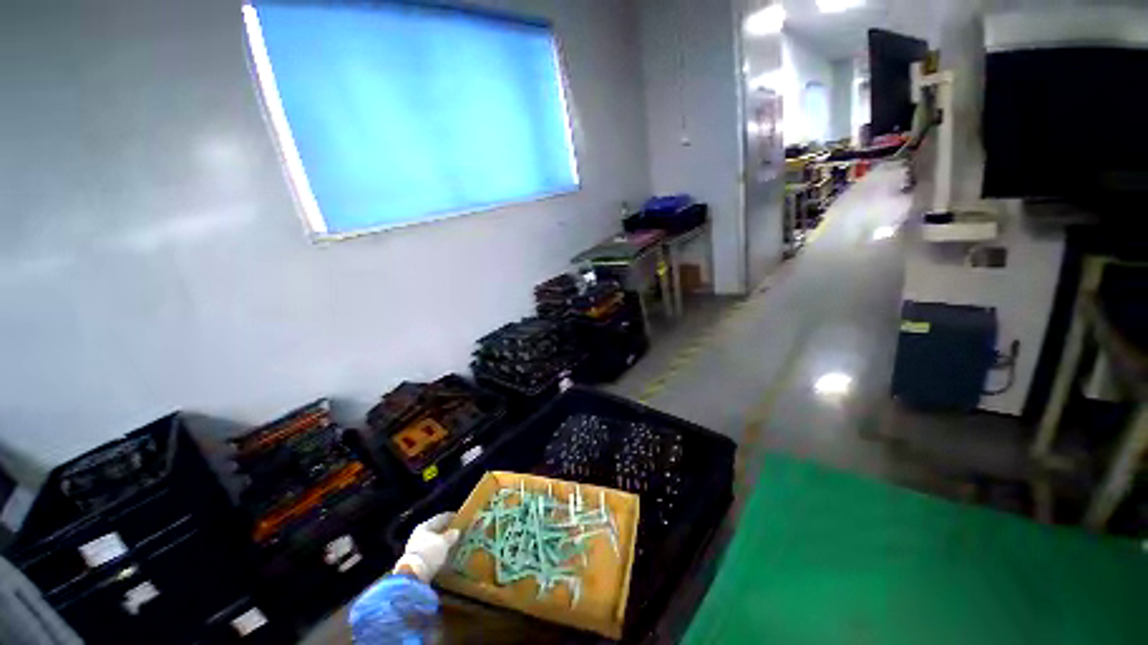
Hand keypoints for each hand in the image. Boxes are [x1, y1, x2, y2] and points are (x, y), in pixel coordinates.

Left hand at [393, 512, 459, 582]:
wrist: (412, 575)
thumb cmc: (429, 553)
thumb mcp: (444, 543)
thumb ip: (451, 536)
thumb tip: (456, 532)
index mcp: (425, 526)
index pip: (440, 518)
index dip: (451, 517)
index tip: (460, 518)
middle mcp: (418, 534)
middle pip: (435, 530)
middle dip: (445, 532)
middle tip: (457, 532)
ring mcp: (415, 548)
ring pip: (432, 542)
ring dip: (441, 543)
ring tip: (452, 545)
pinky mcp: (415, 560)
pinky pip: (429, 553)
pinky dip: (436, 553)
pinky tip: (443, 555)